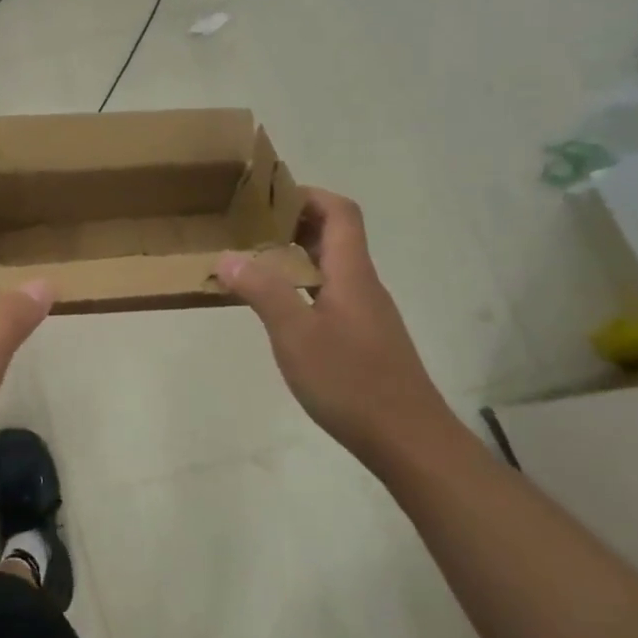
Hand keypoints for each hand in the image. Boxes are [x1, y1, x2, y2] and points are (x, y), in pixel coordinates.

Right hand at [215, 188, 454, 463]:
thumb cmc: (352, 382)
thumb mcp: (296, 335)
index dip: (307, 195)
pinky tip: (278, 310)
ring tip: (253, 265)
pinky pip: (331, 294)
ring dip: (295, 256)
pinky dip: (302, 287)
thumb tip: (227, 255)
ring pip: (332, 267)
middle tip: (247, 230)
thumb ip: (262, 292)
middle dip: (293, 223)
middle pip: (336, 235)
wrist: (410, 441)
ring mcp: (367, 314)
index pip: (340, 212)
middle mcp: (364, 285)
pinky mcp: (364, 339)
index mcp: (352, 274)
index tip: (266, 198)